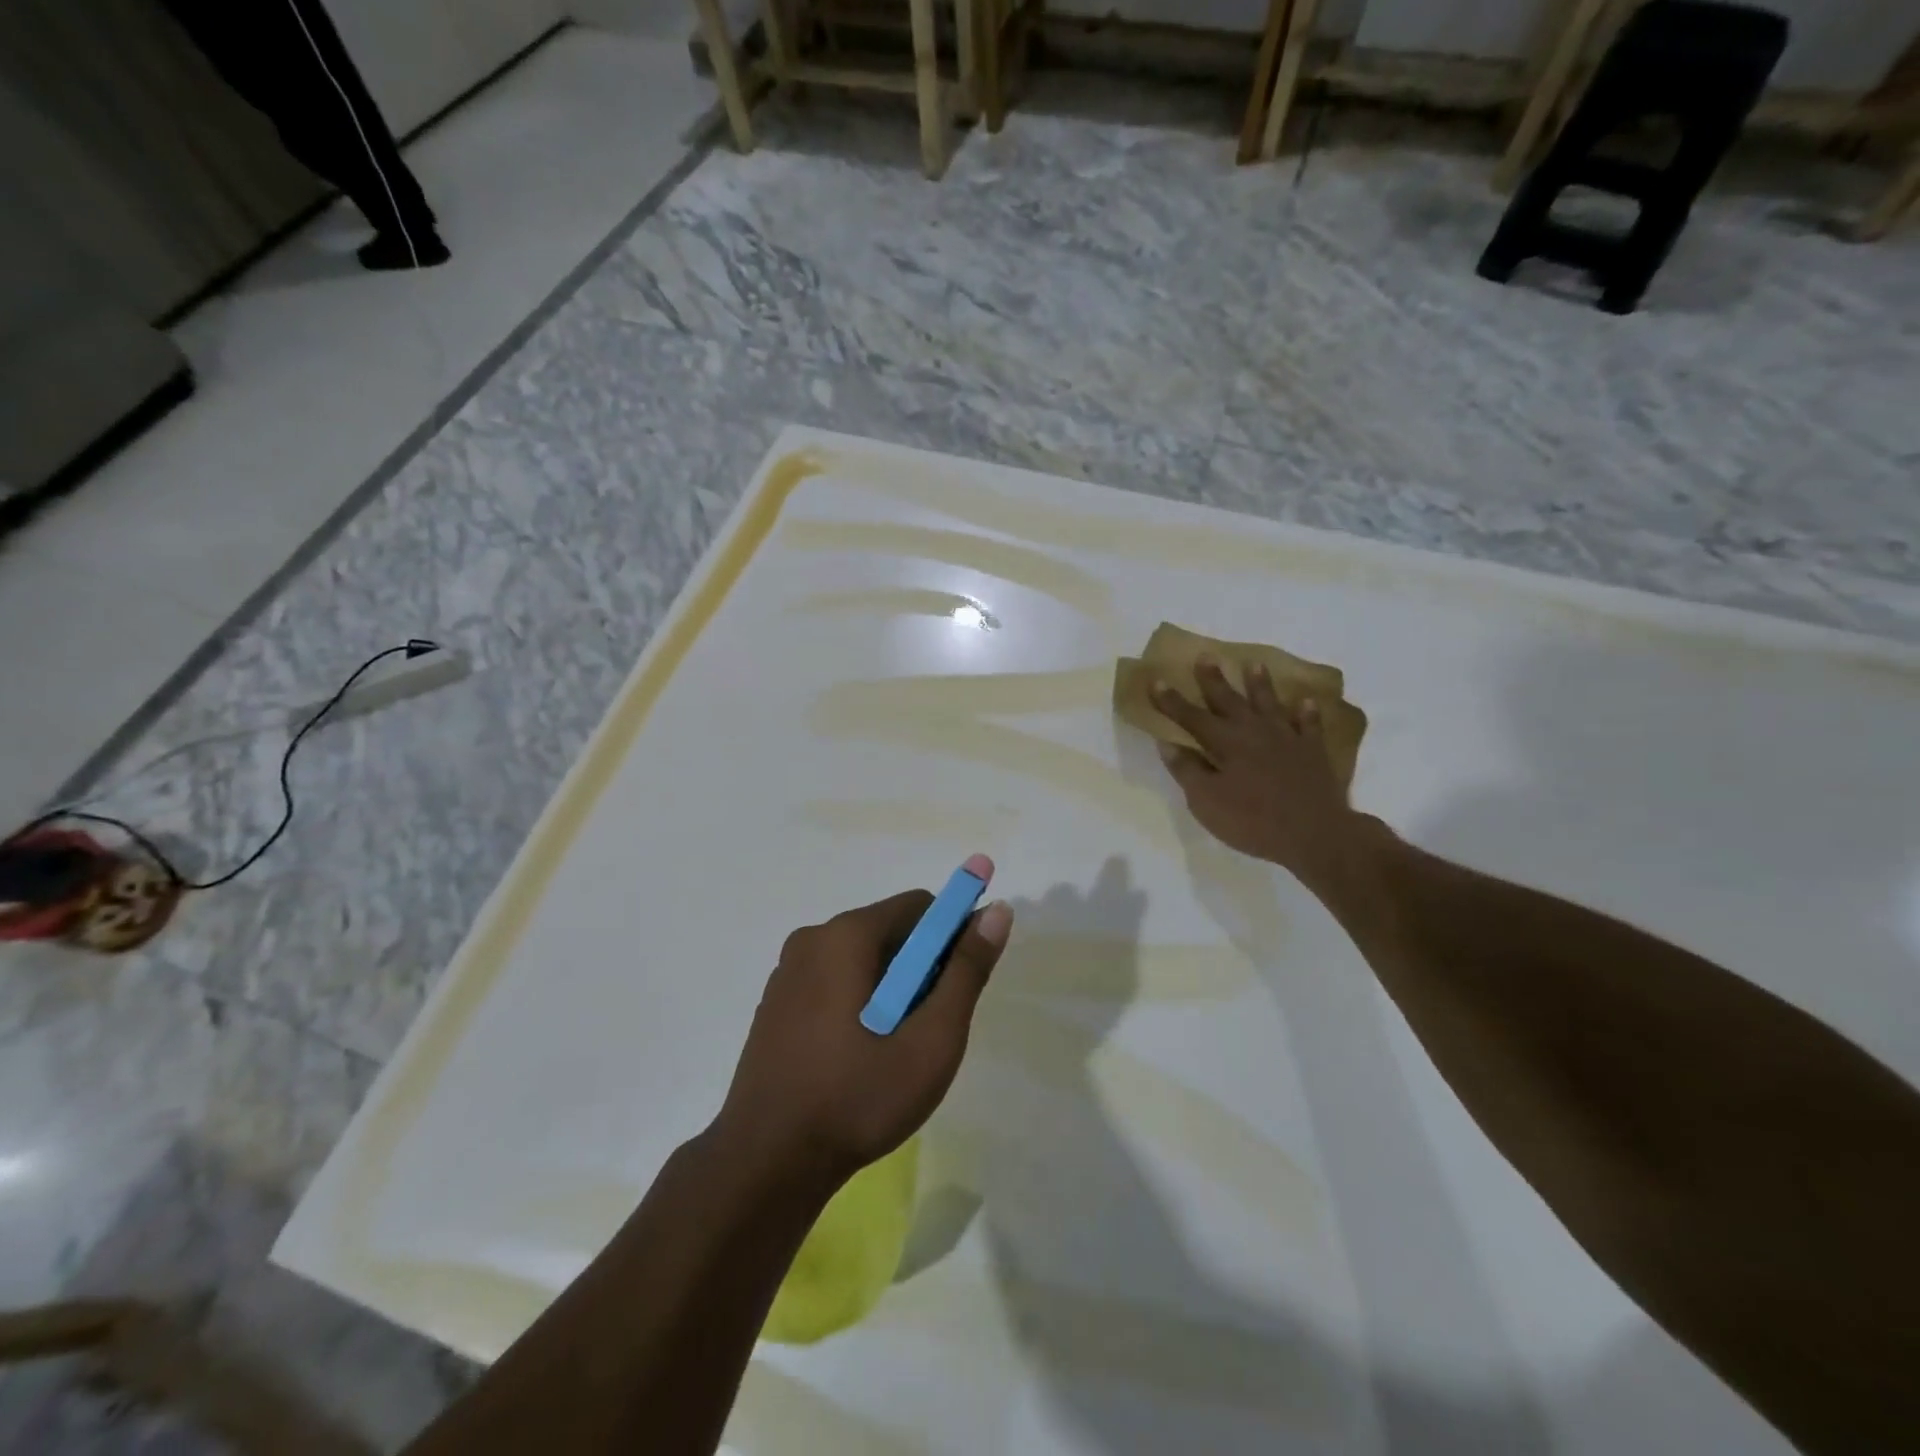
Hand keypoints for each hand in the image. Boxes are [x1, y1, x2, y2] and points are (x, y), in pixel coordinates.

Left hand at [714, 856, 1012, 1189]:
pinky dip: (858, 1000)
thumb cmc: (857, 1098)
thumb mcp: (931, 1040)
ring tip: (892, 1049)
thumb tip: (997, 910)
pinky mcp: (776, 1002)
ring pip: (862, 958)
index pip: (920, 906)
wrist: (766, 1163)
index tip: (958, 987)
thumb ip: (966, 971)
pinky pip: (834, 980)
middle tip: (927, 1029)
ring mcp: (788, 970)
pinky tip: (857, 1055)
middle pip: (890, 930)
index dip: (952, 937)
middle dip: (920, 968)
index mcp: (847, 935)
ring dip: (890, 987)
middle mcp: (813, 937)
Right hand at [1152, 659, 1378, 897]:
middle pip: (1229, 700)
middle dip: (1213, 680)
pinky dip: (1307, 713)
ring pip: (1270, 704)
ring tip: (1254, 664)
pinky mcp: (1313, 751)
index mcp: (1225, 743)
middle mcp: (1254, 731)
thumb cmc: (1252, 820)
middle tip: (1205, 656)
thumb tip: (1168, 743)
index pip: (1191, 717)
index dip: (1172, 701)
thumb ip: (1187, 771)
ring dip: (1260, 684)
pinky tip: (1306, 702)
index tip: (1156, 681)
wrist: (1314, 833)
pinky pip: (1310, 725)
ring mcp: (1287, 738)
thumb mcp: (1206, 801)